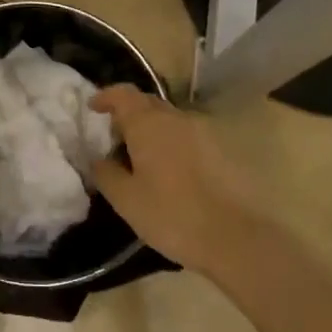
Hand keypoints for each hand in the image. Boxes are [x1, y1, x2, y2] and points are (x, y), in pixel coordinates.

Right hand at [91, 86, 261, 276]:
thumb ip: (106, 174)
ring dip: (151, 129)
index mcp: (149, 124)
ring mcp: (203, 132)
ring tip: (140, 157)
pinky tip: (169, 171)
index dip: (106, 97)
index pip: (123, 94)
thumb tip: (97, 158)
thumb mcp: (127, 200)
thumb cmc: (173, 215)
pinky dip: (171, 143)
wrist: (237, 238)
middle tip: (114, 137)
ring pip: (169, 120)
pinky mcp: (221, 150)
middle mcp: (176, 118)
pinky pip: (187, 136)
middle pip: (147, 103)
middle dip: (128, 114)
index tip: (93, 108)